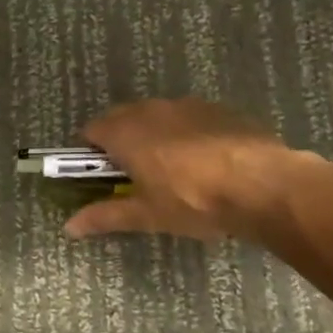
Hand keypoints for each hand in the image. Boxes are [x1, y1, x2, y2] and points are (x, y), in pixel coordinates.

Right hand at [63, 98, 305, 241]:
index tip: (96, 174)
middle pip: (122, 118)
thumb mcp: (147, 215)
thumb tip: (69, 227)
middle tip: (130, 176)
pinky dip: (184, 134)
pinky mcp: (218, 110)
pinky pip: (188, 118)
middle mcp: (152, 110)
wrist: (264, 185)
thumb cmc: (194, 201)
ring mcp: (187, 105)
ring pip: (157, 116)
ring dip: (152, 135)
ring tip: (168, 169)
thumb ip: (105, 216)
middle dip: (119, 142)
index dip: (88, 151)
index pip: (91, 130)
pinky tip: (202, 162)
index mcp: (127, 132)